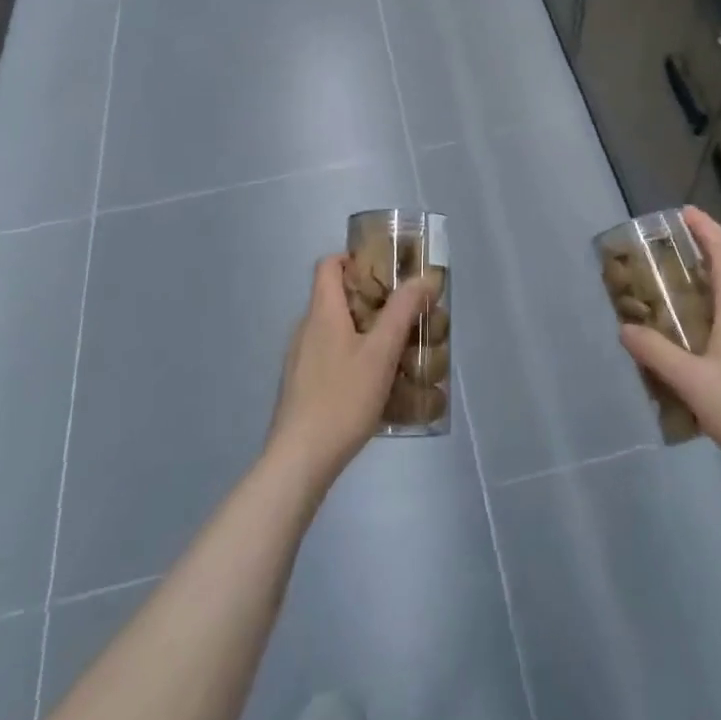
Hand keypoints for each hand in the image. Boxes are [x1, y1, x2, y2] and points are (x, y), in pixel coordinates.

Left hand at [265, 255, 436, 492]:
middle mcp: (305, 328)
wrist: (299, 460)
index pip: (328, 265)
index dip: (353, 259)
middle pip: (334, 297)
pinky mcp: (299, 386)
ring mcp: (298, 359)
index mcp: (322, 312)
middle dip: (368, 300)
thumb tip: (422, 279)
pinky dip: (349, 357)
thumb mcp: (381, 353)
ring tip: (393, 350)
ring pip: (332, 329)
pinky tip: (372, 384)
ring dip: (361, 331)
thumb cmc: (342, 398)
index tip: (383, 272)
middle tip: (400, 314)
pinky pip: (327, 356)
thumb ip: (402, 313)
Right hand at [619, 206, 720, 493]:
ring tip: (672, 306)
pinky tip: (696, 350)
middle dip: (698, 259)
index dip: (705, 228)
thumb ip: (656, 353)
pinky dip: (715, 321)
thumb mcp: (693, 383)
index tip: (684, 213)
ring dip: (705, 294)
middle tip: (664, 262)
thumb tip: (625, 328)